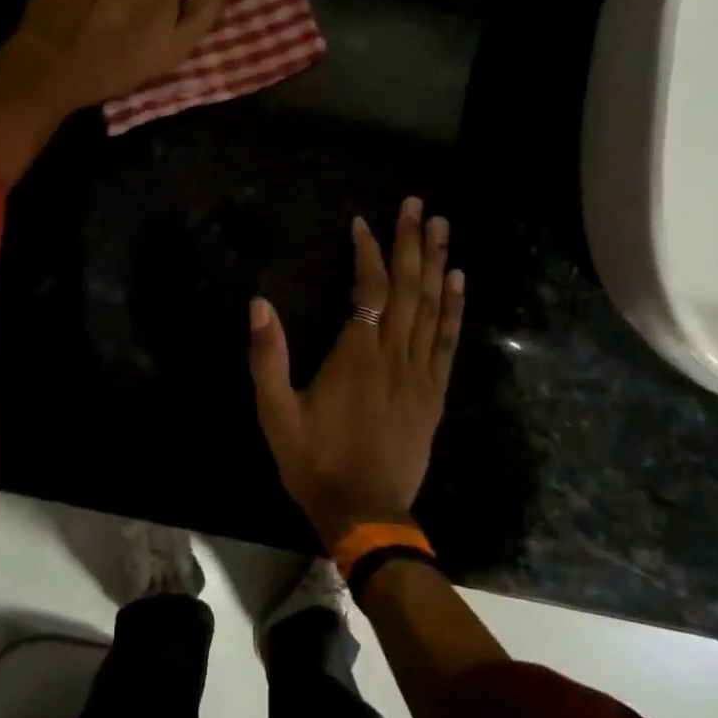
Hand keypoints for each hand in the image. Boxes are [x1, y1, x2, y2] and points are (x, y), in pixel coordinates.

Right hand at [248, 198, 465, 549]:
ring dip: (437, 264)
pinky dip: (454, 308)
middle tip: (418, 205)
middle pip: (408, 288)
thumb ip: (268, 357)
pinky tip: (458, 281)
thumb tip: (259, 304)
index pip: (368, 289)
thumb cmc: (315, 461)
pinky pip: (448, 341)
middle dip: (412, 242)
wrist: (365, 513)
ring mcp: (420, 374)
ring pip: (432, 308)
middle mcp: (394, 355)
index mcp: (356, 356)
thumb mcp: (276, 413)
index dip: (368, 252)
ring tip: (442, 227)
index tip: (362, 223)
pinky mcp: (434, 393)